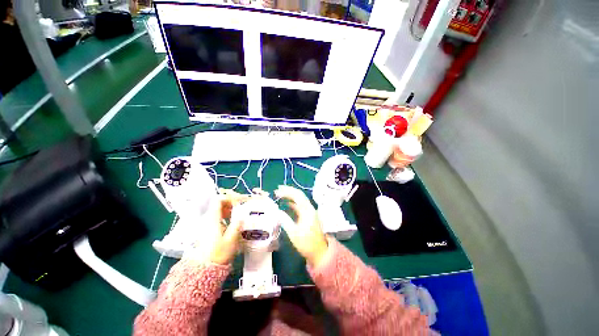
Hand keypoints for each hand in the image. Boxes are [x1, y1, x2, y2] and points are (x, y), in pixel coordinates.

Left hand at [201, 190, 248, 264]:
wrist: (204, 269)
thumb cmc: (218, 253)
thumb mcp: (231, 239)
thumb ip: (236, 225)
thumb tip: (241, 216)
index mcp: (213, 219)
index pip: (219, 201)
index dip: (229, 198)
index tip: (239, 202)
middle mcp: (208, 220)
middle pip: (218, 205)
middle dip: (231, 204)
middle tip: (242, 208)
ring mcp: (207, 225)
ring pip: (218, 212)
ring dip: (229, 210)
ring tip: (239, 215)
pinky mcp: (208, 231)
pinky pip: (217, 218)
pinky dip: (226, 217)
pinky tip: (233, 223)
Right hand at [275, 185, 327, 267]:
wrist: (319, 252)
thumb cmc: (307, 243)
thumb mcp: (294, 233)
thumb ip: (285, 221)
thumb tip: (277, 212)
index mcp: (307, 210)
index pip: (297, 195)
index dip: (287, 191)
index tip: (277, 190)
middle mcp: (309, 208)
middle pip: (299, 195)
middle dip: (288, 191)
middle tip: (277, 190)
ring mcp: (309, 212)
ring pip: (299, 200)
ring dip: (290, 196)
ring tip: (279, 195)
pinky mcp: (308, 216)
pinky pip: (300, 206)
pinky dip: (293, 203)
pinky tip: (286, 204)